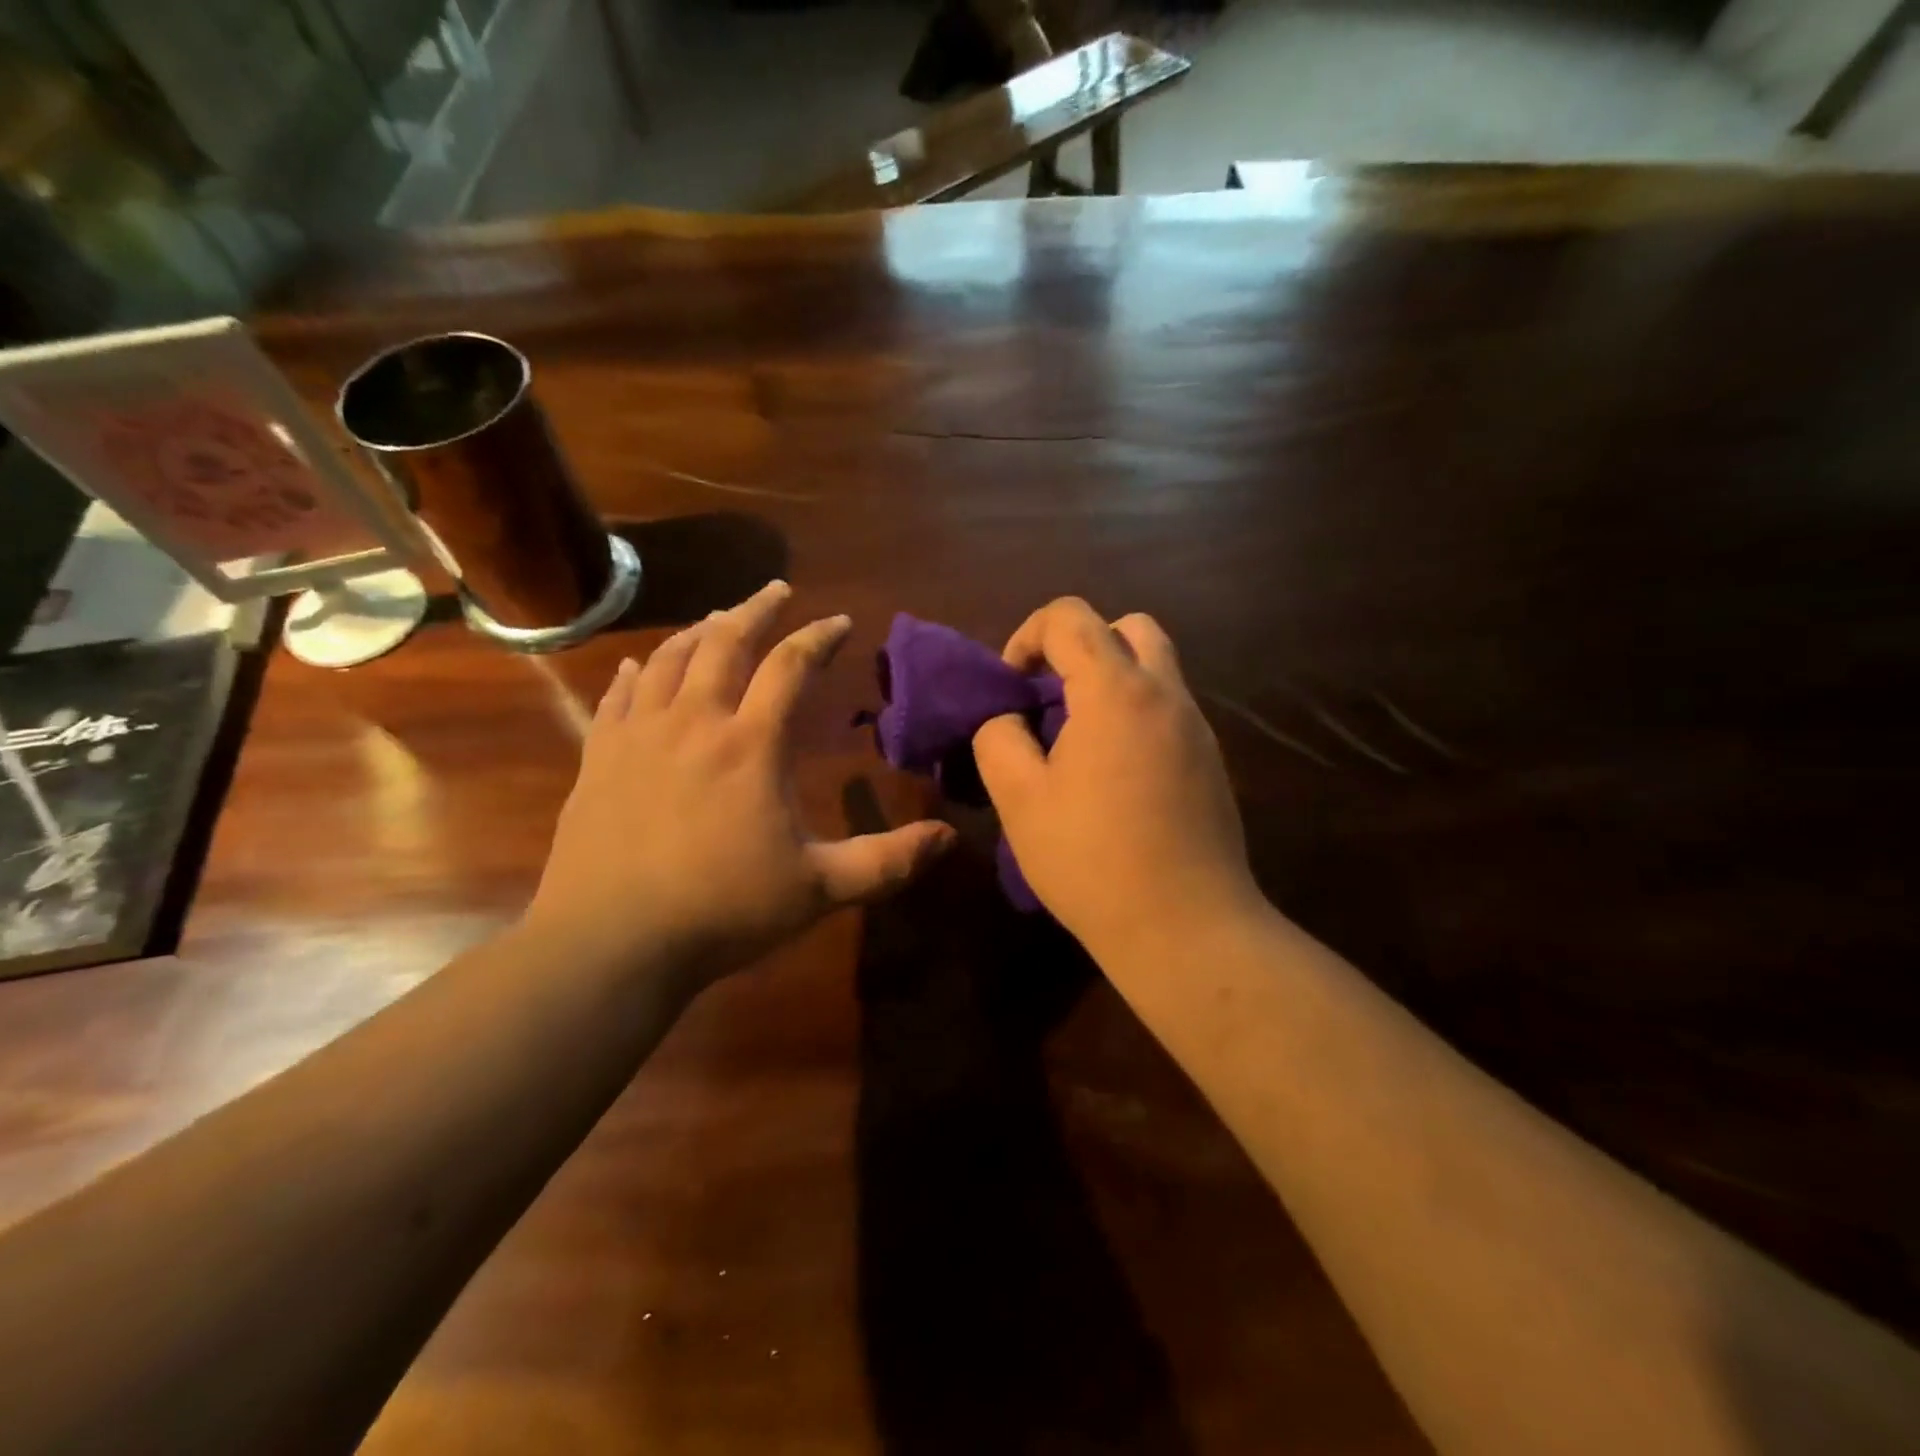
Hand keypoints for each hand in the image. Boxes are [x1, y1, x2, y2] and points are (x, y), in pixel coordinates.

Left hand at [527, 582, 955, 984]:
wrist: (611, 942)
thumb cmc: (723, 911)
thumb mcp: (821, 888)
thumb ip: (888, 860)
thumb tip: (950, 838)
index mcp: (751, 744)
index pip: (790, 667)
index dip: (818, 637)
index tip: (839, 621)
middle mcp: (695, 722)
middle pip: (725, 642)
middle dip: (756, 610)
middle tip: (776, 589)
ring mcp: (640, 736)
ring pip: (670, 659)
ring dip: (699, 630)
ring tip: (718, 618)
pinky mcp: (600, 757)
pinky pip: (620, 696)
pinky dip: (638, 672)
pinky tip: (641, 666)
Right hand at [972, 598, 1259, 958]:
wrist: (1186, 927)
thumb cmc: (1092, 860)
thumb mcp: (1019, 799)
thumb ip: (999, 740)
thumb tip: (1010, 720)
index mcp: (1117, 691)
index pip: (1070, 617)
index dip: (1027, 637)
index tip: (1011, 687)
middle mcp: (1166, 694)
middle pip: (1127, 627)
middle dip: (1080, 645)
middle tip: (1051, 697)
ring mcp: (1197, 728)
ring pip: (1155, 667)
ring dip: (1111, 679)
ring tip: (1077, 737)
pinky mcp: (1212, 761)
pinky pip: (1169, 709)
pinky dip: (1135, 713)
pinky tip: (1113, 775)